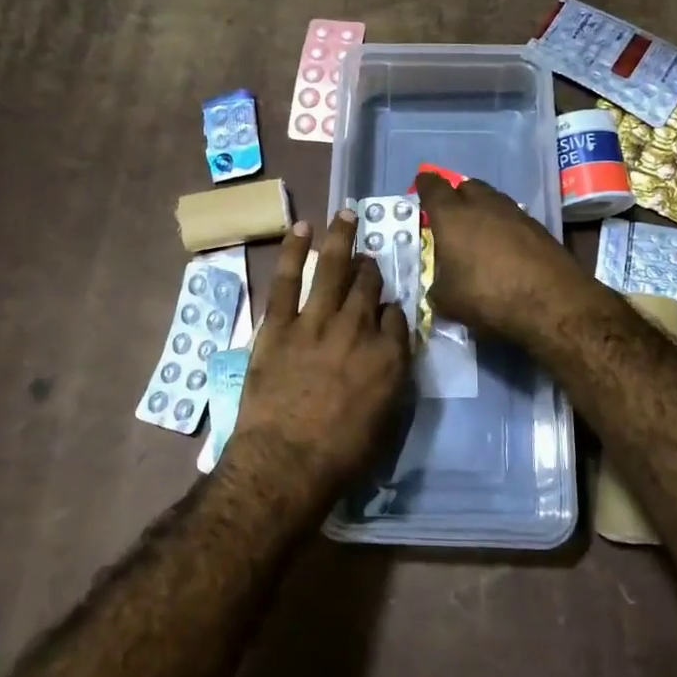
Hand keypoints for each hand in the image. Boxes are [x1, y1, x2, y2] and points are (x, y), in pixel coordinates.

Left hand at [229, 213, 410, 497]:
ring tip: (346, 214)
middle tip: (367, 259)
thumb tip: (388, 351)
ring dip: (341, 238)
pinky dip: (293, 250)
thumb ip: (391, 377)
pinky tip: (301, 228)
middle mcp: (358, 329)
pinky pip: (287, 279)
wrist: (286, 462)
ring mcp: (317, 322)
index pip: (396, 316)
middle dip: (370, 269)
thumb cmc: (341, 455)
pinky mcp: (280, 325)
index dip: (391, 307)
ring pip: (333, 269)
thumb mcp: (386, 420)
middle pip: (368, 286)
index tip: (386, 307)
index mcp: (389, 355)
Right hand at [414, 171, 589, 343]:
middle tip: (451, 216)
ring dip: (482, 210)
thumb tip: (440, 285)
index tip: (422, 186)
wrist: (551, 302)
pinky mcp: (538, 227)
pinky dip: (503, 226)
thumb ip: (437, 286)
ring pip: (492, 199)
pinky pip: (512, 217)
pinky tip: (504, 248)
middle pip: (466, 186)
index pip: (433, 187)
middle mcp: (483, 204)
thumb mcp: (447, 301)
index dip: (425, 185)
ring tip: (478, 233)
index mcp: (452, 215)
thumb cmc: (487, 295)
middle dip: (456, 196)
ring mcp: (514, 212)